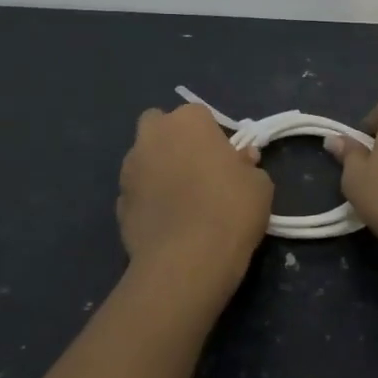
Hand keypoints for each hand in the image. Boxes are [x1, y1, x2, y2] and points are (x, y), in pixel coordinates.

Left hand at [117, 103, 272, 302]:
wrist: (187, 261)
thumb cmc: (230, 210)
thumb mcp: (259, 185)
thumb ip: (247, 166)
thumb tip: (240, 161)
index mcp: (187, 121)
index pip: (199, 116)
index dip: (213, 137)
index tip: (226, 161)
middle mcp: (152, 137)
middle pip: (159, 127)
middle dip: (173, 141)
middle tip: (197, 170)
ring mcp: (129, 170)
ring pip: (143, 160)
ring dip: (158, 171)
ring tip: (182, 203)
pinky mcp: (117, 204)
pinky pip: (137, 194)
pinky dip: (148, 203)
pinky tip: (167, 225)